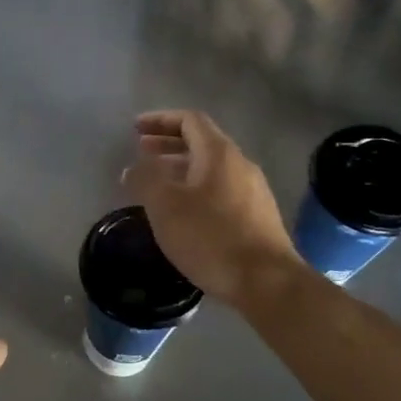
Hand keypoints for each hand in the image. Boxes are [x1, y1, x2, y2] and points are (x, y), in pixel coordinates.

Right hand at [121, 109, 295, 307]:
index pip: (189, 120)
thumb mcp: (165, 206)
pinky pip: (221, 189)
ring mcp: (253, 190)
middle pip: (201, 142)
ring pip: (211, 168)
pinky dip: (196, 188)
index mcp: (218, 153)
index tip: (135, 129)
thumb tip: (134, 167)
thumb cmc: (210, 237)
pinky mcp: (258, 216)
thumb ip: (145, 179)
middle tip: (141, 151)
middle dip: (168, 144)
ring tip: (157, 183)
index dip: (160, 120)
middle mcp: (240, 164)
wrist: (266, 281)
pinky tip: (184, 212)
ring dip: (181, 168)